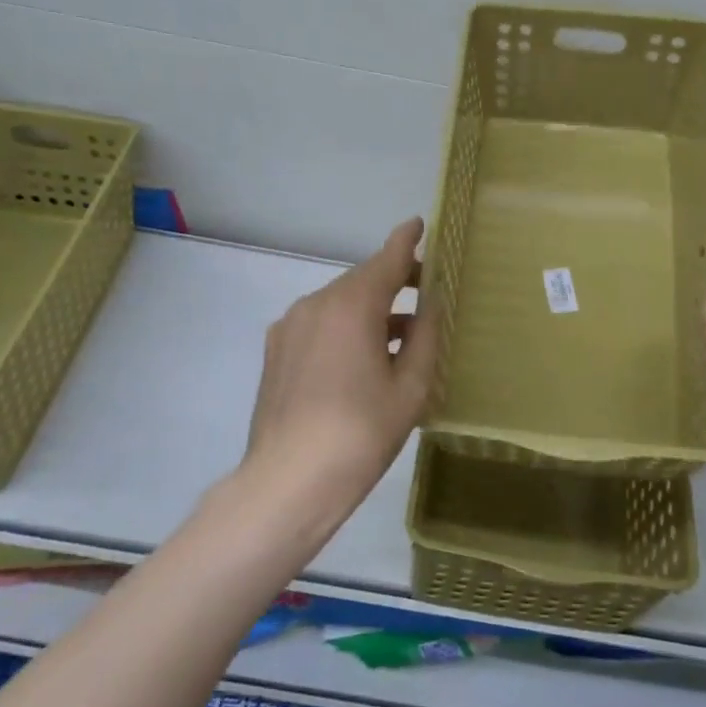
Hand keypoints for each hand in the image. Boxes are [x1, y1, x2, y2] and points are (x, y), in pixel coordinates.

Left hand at [240, 217, 436, 517]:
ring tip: (399, 332)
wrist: (287, 483)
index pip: (386, 259)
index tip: (419, 223)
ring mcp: (290, 326)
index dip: (406, 240)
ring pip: (339, 302)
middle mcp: (316, 304)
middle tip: (423, 289)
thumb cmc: (360, 434)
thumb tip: (428, 304)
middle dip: (392, 279)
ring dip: (369, 307)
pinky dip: (345, 326)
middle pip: (362, 279)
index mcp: (351, 306)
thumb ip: (424, 336)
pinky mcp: (276, 350)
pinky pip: (319, 323)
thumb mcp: (409, 387)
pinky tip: (361, 356)